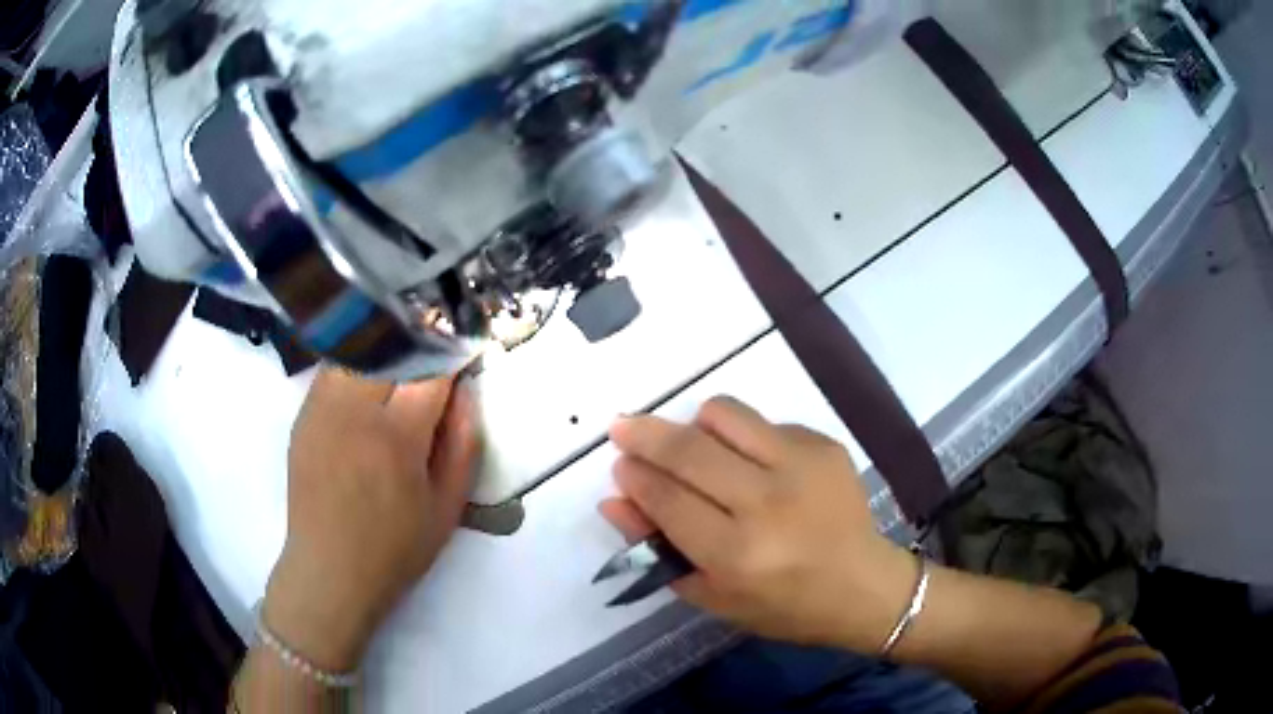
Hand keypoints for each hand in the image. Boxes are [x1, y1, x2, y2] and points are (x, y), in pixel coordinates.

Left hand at [263, 369, 478, 671]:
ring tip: (403, 357)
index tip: (467, 347)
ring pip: (358, 347)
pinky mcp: (303, 414)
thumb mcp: (447, 507)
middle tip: (438, 349)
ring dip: (386, 345)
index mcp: (396, 438)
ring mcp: (322, 408)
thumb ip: (463, 443)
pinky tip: (369, 379)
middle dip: (421, 340)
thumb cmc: (395, 548)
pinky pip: (334, 367)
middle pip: (392, 346)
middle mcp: (354, 411)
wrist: (329, 569)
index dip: (454, 352)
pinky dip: (357, 361)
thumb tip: (465, 391)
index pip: (431, 369)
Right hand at [601, 396, 916, 652]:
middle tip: (624, 428)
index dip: (635, 476)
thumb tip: (615, 500)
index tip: (620, 463)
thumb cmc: (784, 605)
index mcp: (737, 554)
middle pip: (688, 449)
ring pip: (724, 414)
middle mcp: (767, 502)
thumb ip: (660, 548)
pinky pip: (763, 423)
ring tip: (693, 446)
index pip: (667, 498)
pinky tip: (753, 466)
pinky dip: (742, 438)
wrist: (864, 586)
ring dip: (695, 425)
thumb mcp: (714, 595)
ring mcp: (801, 465)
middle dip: (644, 433)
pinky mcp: (823, 445)